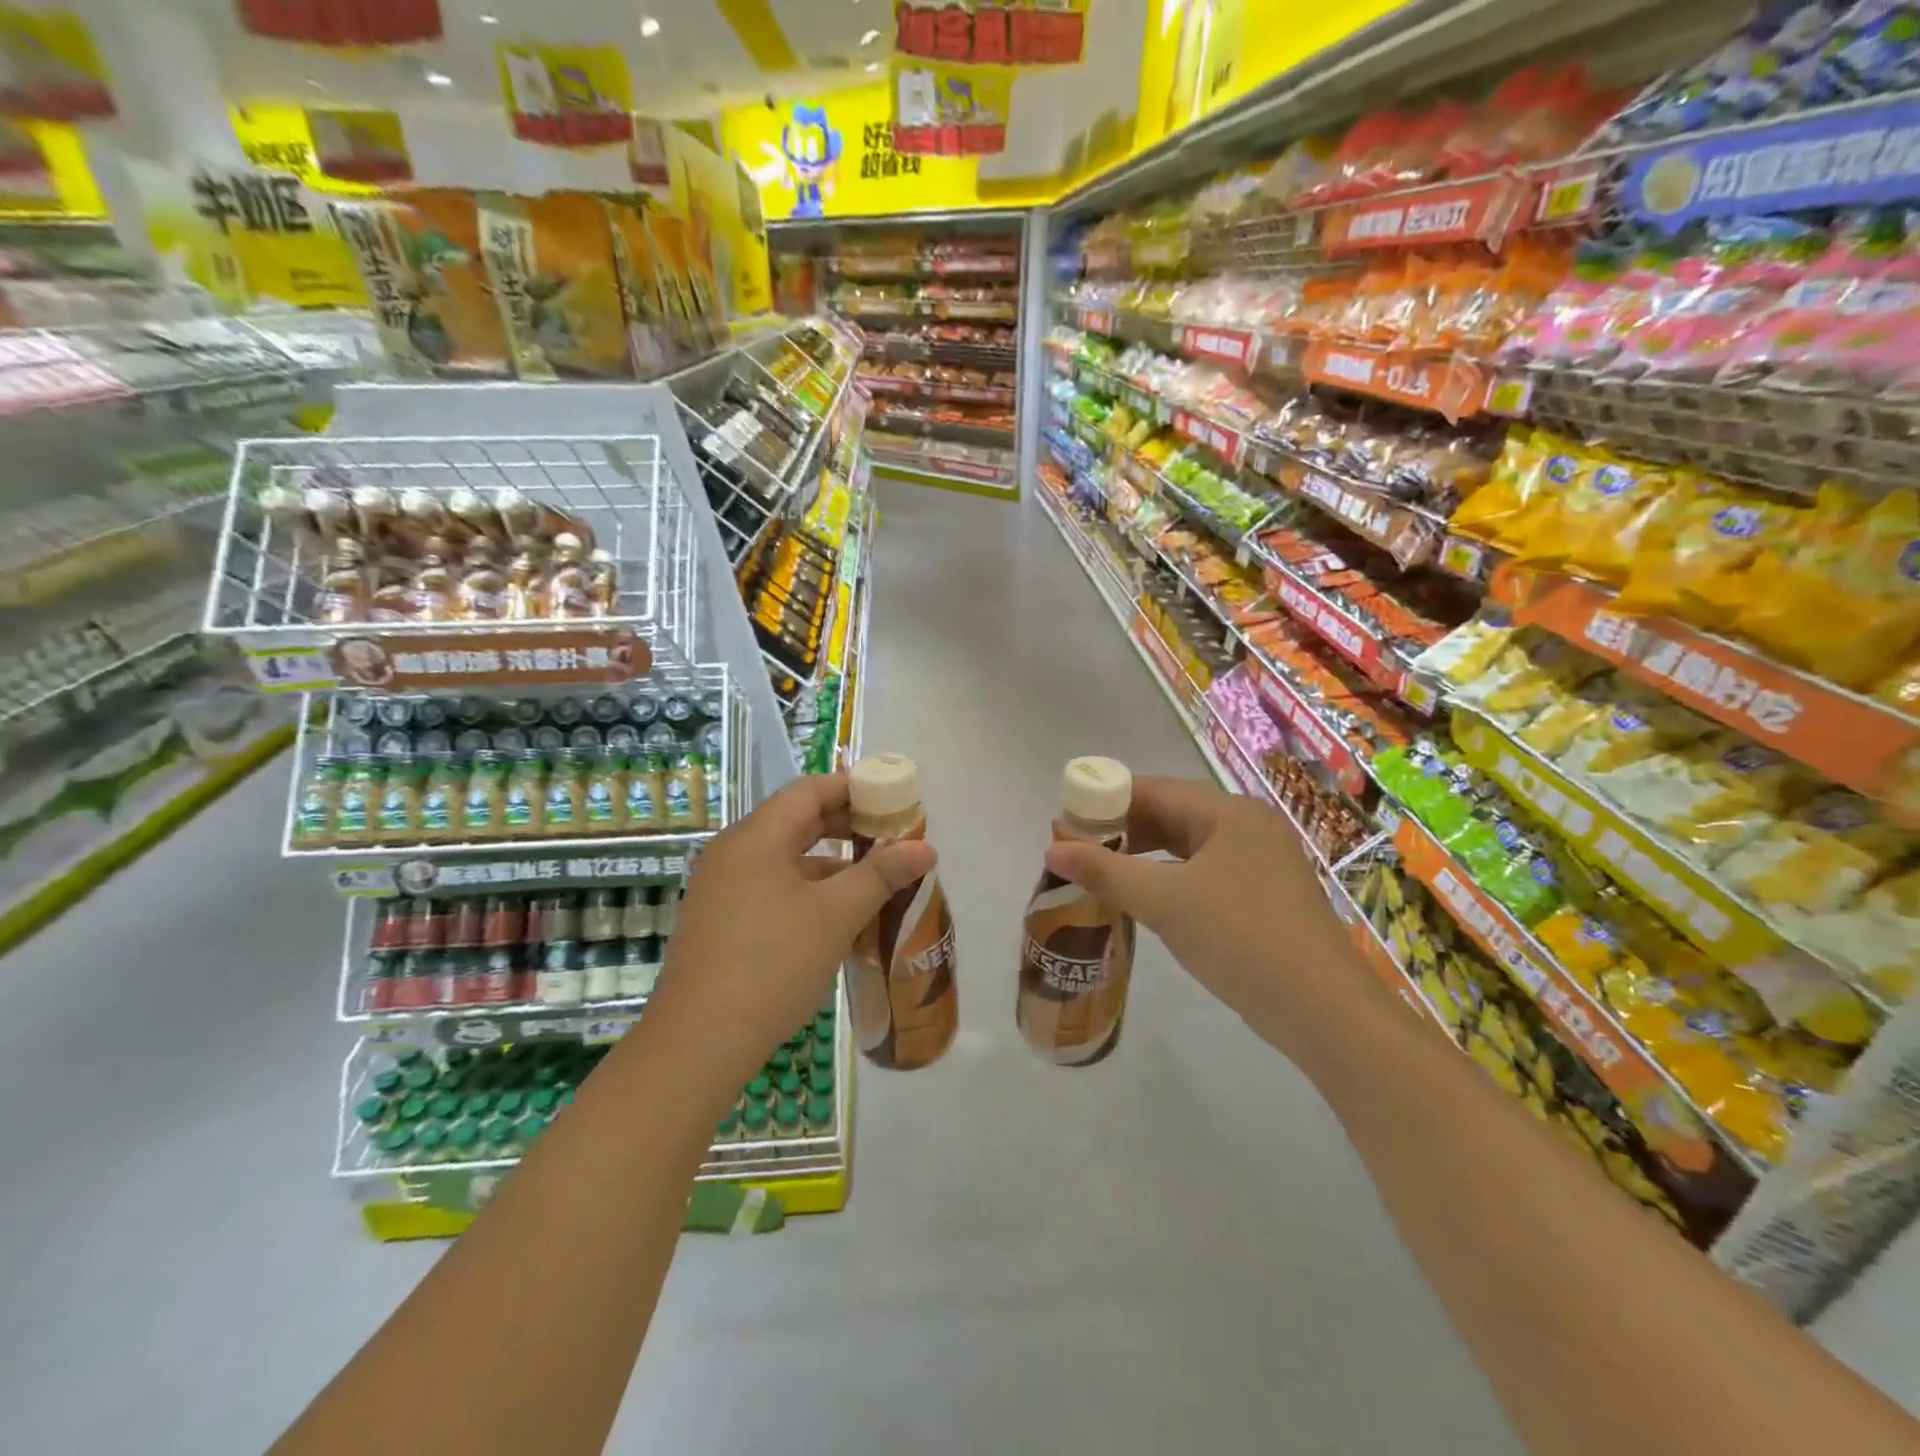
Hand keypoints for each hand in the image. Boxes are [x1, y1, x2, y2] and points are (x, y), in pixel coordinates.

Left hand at [647, 773, 936, 1091]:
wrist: (699, 1043)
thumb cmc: (773, 963)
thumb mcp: (837, 915)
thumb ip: (882, 874)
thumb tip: (926, 847)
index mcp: (757, 837)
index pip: (810, 790)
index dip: (854, 789)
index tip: (892, 802)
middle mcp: (734, 853)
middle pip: (797, 821)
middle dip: (847, 827)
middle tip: (891, 840)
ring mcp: (722, 889)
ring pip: (786, 859)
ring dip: (830, 864)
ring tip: (874, 882)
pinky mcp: (720, 922)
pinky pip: (771, 888)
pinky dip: (806, 891)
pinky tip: (836, 919)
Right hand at [1042, 777, 1371, 1065]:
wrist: (1323, 1010)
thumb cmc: (1239, 939)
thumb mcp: (1163, 901)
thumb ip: (1105, 870)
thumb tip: (1052, 847)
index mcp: (1228, 812)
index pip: (1153, 790)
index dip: (1105, 802)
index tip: (1066, 823)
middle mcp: (1248, 825)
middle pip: (1171, 814)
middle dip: (1122, 830)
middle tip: (1078, 852)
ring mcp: (1261, 861)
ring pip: (1188, 845)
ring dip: (1144, 856)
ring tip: (1103, 875)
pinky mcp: (1265, 894)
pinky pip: (1205, 871)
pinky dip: (1171, 878)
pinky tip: (1148, 899)